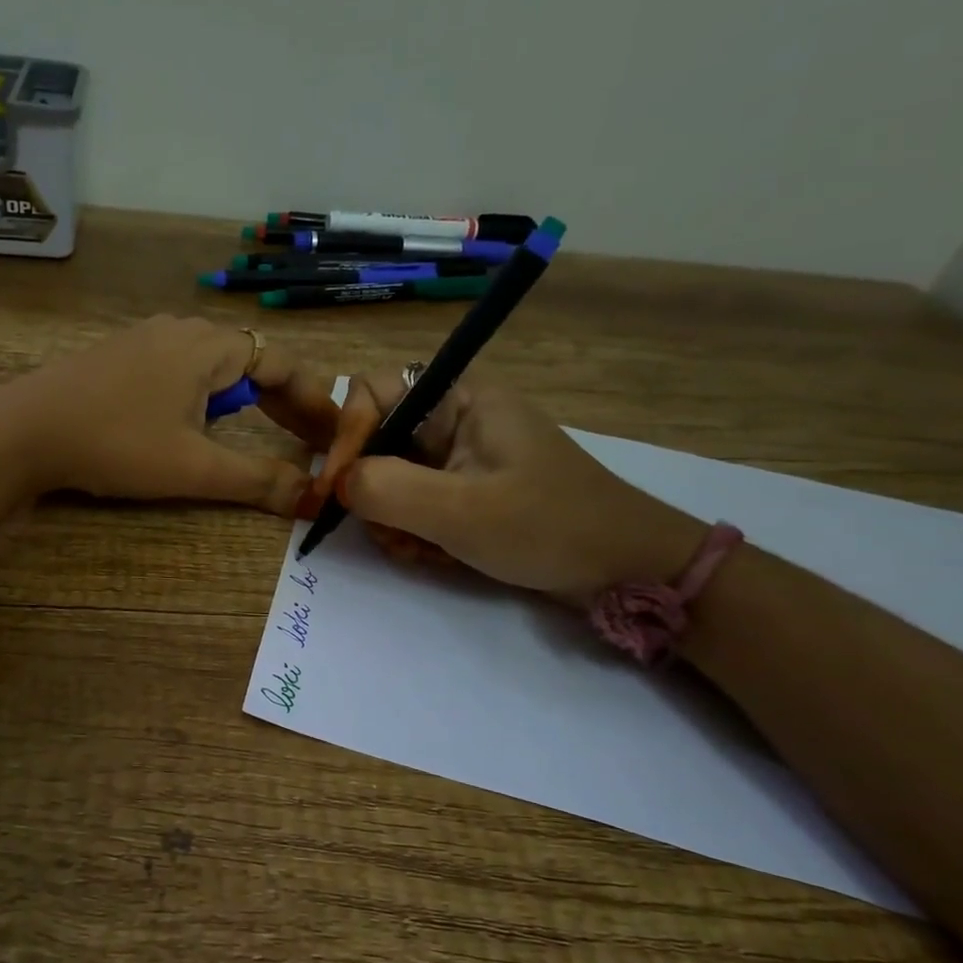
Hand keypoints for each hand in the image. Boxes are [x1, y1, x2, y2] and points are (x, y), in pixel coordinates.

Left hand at [0, 316, 340, 514]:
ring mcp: (146, 339)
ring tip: (262, 431)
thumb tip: (311, 497)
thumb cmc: (116, 443)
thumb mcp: (193, 467)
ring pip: (215, 365)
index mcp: (209, 346)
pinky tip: (197, 420)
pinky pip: (182, 369)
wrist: (23, 431)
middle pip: (252, 361)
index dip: (315, 401)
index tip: (335, 435)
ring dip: (245, 398)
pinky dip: (207, 395)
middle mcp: (182, 330)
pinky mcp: (120, 356)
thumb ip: (256, 480)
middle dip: (284, 401)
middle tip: (308, 439)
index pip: (283, 364)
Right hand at [312, 369, 707, 601]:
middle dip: (372, 490)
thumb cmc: (548, 527)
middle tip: (386, 533)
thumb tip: (336, 484)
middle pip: (378, 439)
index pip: (373, 393)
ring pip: (392, 477)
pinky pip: (415, 502)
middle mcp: (455, 419)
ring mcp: (461, 457)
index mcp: (459, 400)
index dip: (347, 436)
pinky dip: (413, 531)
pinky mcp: (467, 490)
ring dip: (392, 519)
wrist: (627, 569)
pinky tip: (434, 556)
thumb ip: (386, 489)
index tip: (335, 491)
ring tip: (418, 551)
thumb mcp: (460, 510)